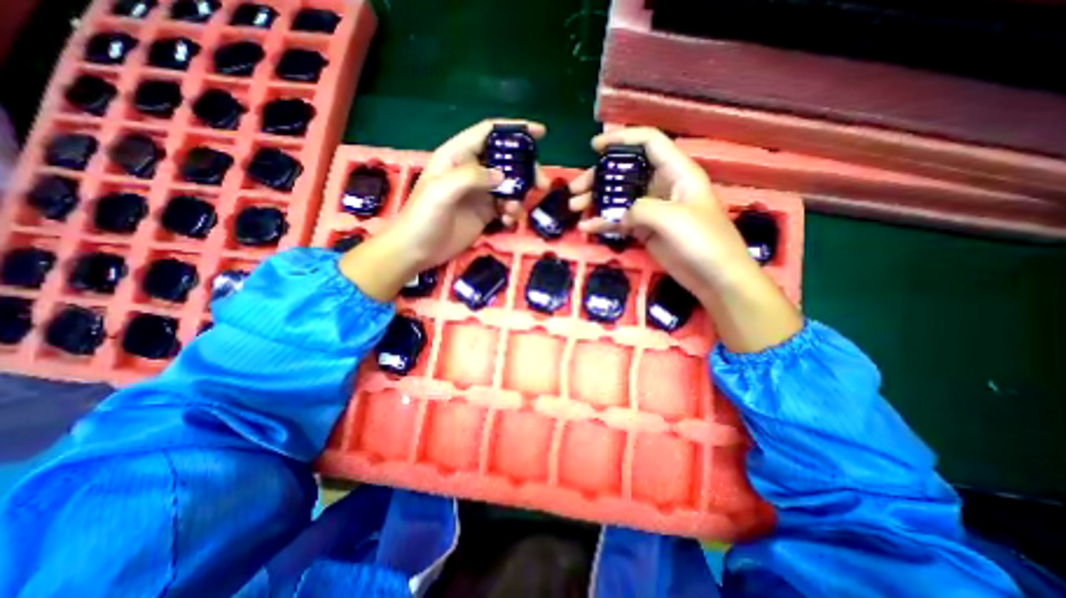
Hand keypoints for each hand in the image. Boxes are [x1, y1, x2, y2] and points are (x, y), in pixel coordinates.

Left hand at [342, 118, 544, 301]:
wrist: (417, 250)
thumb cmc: (423, 217)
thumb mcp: (441, 191)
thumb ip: (471, 177)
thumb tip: (502, 175)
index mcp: (457, 156)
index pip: (488, 133)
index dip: (514, 130)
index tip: (540, 133)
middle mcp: (471, 171)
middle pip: (505, 160)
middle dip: (525, 170)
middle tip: (541, 184)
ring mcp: (479, 193)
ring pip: (509, 185)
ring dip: (520, 196)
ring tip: (516, 210)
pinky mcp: (484, 213)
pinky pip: (506, 206)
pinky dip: (512, 212)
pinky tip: (508, 222)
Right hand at [566, 126, 799, 348]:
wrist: (715, 278)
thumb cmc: (704, 242)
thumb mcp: (673, 218)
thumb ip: (641, 208)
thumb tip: (620, 214)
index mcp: (677, 172)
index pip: (649, 143)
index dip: (622, 139)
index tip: (594, 147)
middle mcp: (662, 186)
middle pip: (626, 172)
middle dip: (599, 177)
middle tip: (575, 189)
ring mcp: (653, 210)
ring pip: (619, 197)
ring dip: (596, 200)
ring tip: (575, 207)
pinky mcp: (646, 230)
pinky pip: (620, 221)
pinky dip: (603, 223)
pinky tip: (587, 227)